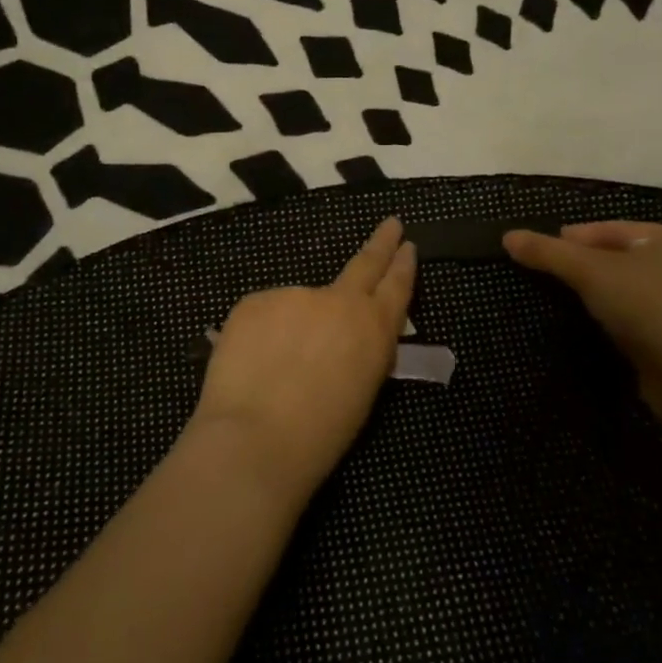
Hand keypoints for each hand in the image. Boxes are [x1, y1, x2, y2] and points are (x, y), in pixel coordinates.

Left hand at [189, 218, 416, 500]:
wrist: (255, 439)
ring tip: (279, 367)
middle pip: (364, 263)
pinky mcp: (255, 300)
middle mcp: (338, 300)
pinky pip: (265, 314)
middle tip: (391, 223)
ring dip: (296, 323)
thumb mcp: (361, 391)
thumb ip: (362, 350)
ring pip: (300, 303)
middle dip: (381, 243)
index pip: (396, 286)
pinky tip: (254, 363)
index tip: (407, 243)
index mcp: (373, 328)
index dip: (402, 264)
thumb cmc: (319, 434)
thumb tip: (350, 335)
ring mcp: (294, 294)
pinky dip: (263, 333)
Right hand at [502, 221, 661, 409]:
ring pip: (632, 289)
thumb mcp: (589, 271)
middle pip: (623, 258)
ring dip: (604, 294)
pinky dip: (619, 319)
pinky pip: (640, 319)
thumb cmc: (646, 305)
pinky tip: (598, 327)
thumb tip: (508, 236)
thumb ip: (548, 252)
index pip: (612, 229)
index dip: (575, 237)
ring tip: (570, 301)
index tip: (545, 250)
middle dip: (589, 265)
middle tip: (554, 274)